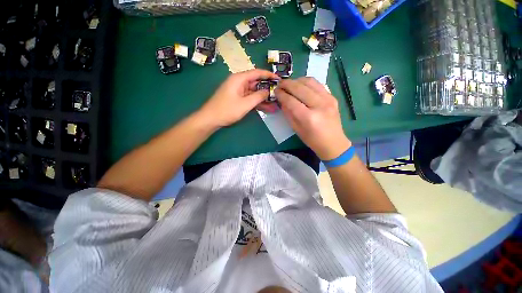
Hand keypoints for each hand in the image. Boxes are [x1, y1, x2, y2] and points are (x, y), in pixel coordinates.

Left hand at [198, 69, 279, 128]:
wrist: (210, 119)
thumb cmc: (227, 110)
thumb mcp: (245, 104)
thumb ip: (258, 96)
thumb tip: (268, 91)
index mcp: (239, 79)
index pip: (257, 73)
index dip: (268, 75)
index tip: (278, 79)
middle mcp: (239, 82)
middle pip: (256, 82)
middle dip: (267, 88)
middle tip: (279, 93)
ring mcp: (238, 91)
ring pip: (254, 92)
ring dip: (263, 98)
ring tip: (275, 103)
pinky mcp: (237, 99)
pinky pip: (250, 98)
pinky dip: (257, 102)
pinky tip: (267, 107)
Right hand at [275, 77, 350, 159]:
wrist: (333, 143)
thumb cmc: (312, 140)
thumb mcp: (296, 129)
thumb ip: (288, 114)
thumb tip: (282, 100)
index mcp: (308, 118)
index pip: (291, 101)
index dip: (281, 94)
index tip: (275, 91)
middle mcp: (319, 105)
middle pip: (300, 88)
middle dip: (287, 84)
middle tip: (280, 84)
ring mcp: (328, 99)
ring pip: (309, 82)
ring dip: (297, 80)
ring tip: (290, 84)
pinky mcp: (332, 97)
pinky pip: (317, 84)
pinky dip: (307, 82)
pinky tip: (301, 85)